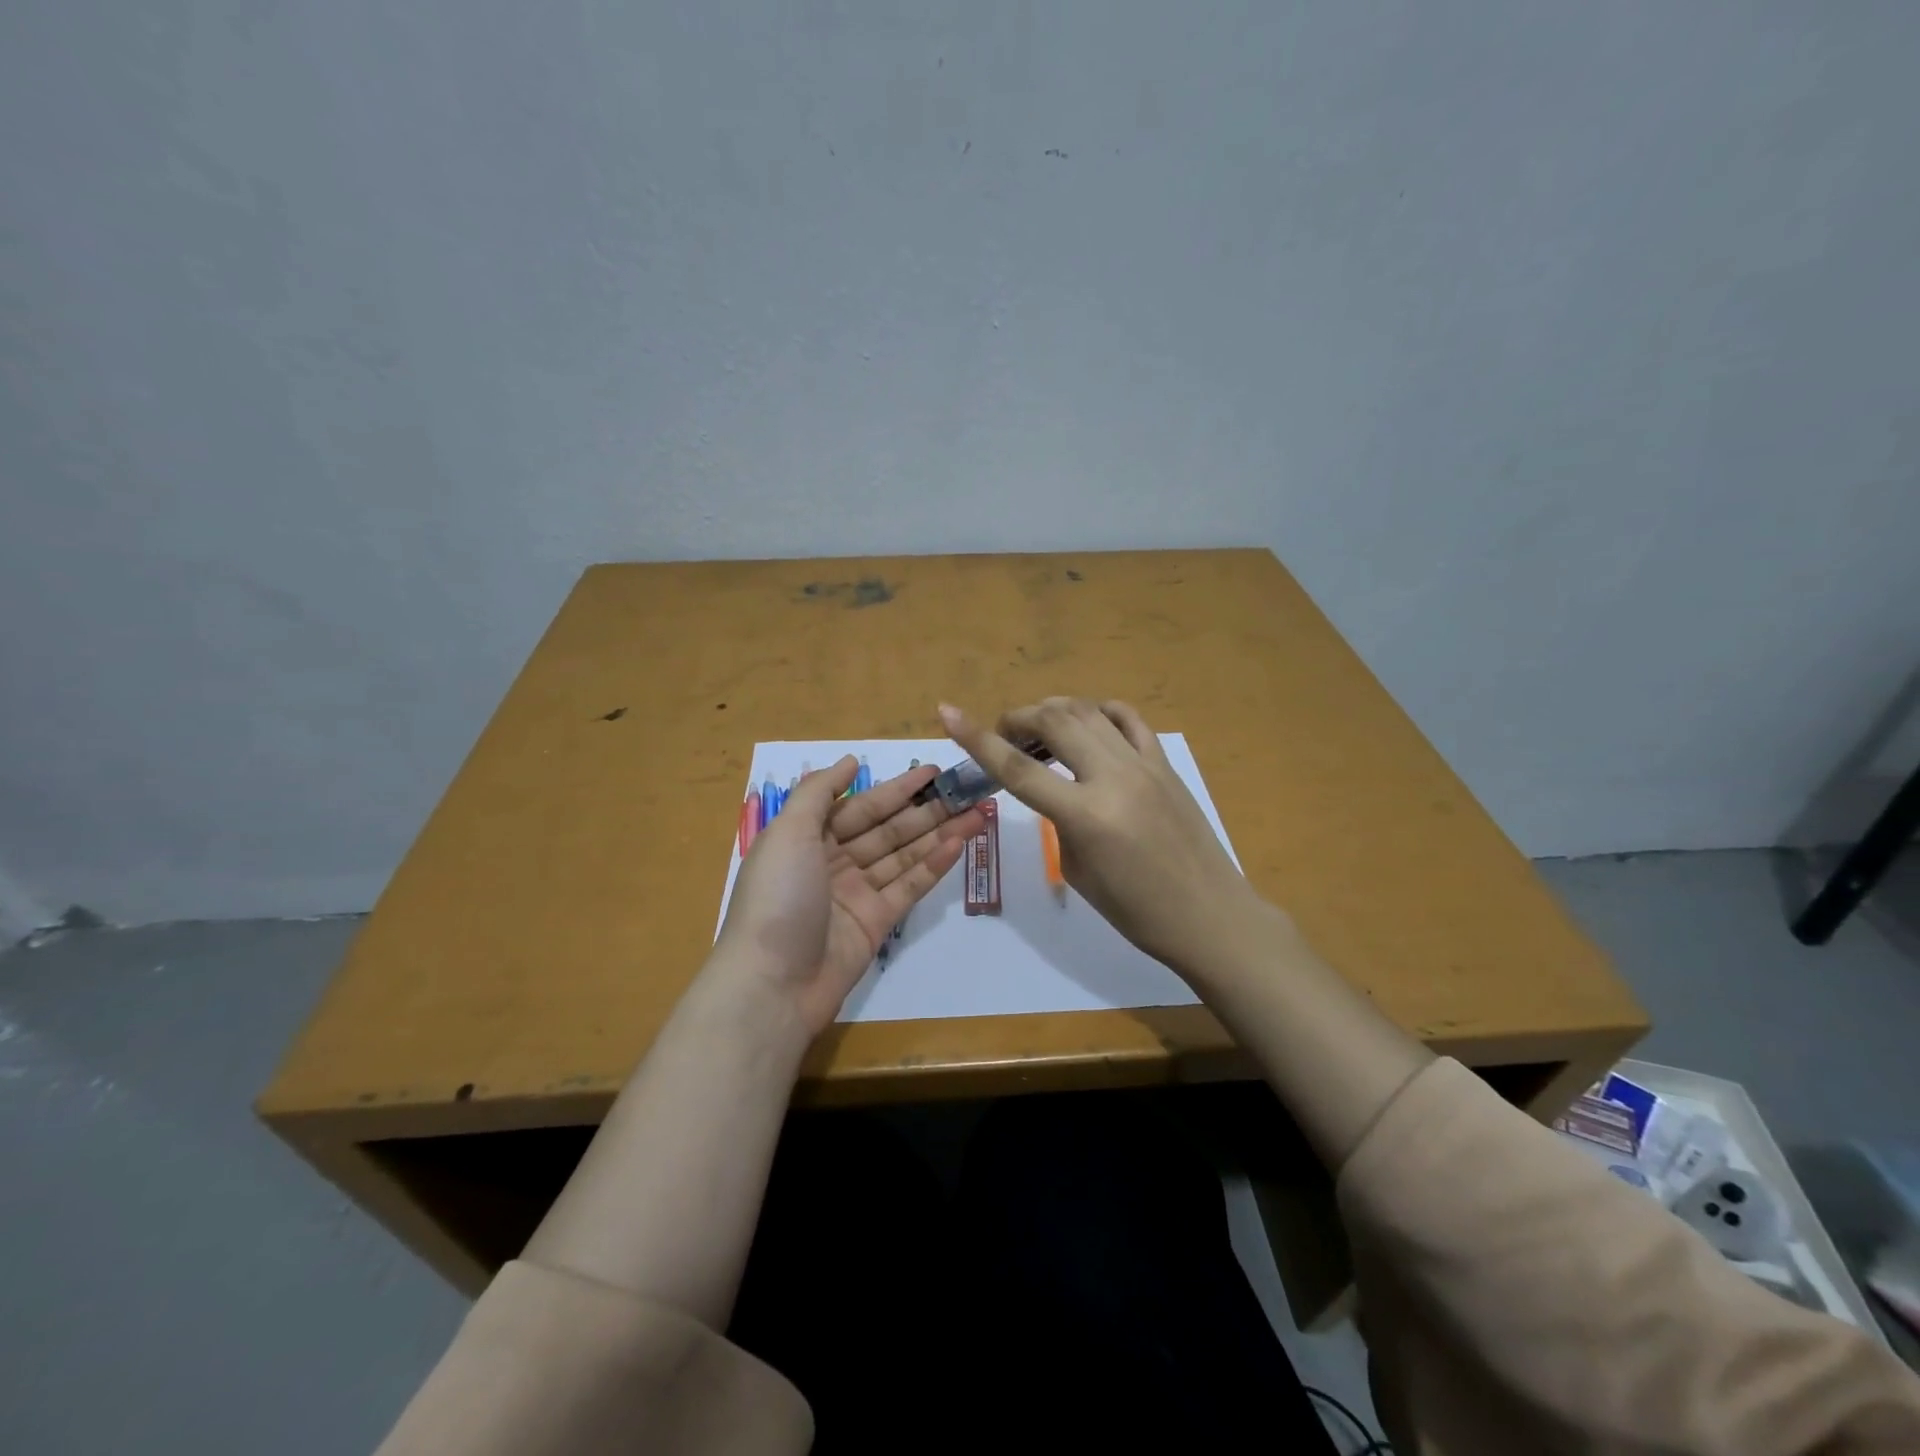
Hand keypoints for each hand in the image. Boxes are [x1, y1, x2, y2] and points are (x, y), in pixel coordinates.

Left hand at [715, 756, 984, 1032]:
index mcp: (808, 838)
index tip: (933, 771)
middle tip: (967, 790)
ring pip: (904, 856)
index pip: (861, 806)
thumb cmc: (777, 898)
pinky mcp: (876, 923)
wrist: (772, 985)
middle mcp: (834, 862)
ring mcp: (857, 894)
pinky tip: (960, 843)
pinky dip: (934, 865)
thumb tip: (851, 761)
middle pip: (887, 829)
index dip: (897, 788)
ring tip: (977, 812)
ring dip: (939, 833)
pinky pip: (909, 886)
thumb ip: (818, 792)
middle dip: (926, 809)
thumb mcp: (787, 833)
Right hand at [939, 698, 1269, 976]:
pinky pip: (1128, 719)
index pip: (1018, 769)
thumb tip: (1057, 790)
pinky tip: (1087, 722)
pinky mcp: (1165, 763)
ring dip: (1053, 710)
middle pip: (1054, 723)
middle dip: (1018, 718)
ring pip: (1088, 712)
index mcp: (1086, 815)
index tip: (948, 714)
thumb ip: (1059, 821)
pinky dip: (1099, 711)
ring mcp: (1144, 764)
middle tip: (1003, 732)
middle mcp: (1114, 778)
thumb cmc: (1137, 911)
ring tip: (1038, 727)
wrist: (1210, 915)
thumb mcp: (1079, 870)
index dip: (977, 739)